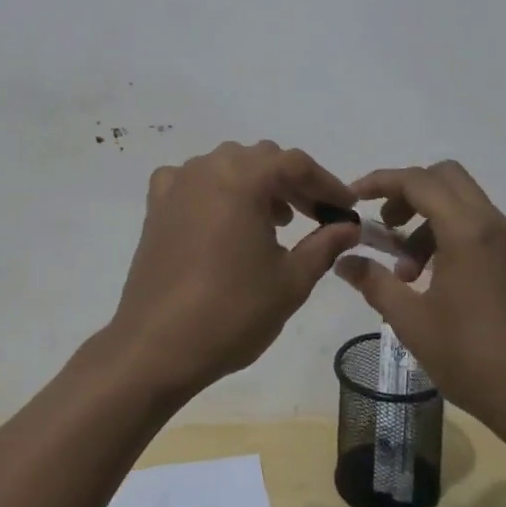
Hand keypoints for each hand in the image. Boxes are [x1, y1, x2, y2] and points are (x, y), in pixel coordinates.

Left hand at [105, 140, 360, 401]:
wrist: (156, 347)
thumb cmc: (231, 312)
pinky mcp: (157, 205)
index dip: (326, 183)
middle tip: (316, 216)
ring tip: (275, 222)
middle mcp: (209, 167)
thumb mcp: (291, 281)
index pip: (296, 164)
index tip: (346, 208)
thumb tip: (350, 227)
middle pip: (262, 159)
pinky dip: (216, 190)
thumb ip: (325, 245)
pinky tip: (223, 220)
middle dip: (293, 183)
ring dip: (256, 184)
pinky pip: (194, 180)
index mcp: (244, 177)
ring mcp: (178, 183)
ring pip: (228, 165)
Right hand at [337, 161, 505, 439]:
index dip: (381, 181)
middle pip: (443, 177)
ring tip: (405, 271)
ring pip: (460, 202)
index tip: (353, 196)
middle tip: (385, 226)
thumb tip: (343, 260)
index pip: (417, 181)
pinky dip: (446, 234)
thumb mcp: (413, 322)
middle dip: (407, 192)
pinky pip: (474, 226)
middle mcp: (490, 223)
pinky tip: (430, 280)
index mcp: (466, 230)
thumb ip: (375, 283)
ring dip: (426, 219)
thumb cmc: (474, 358)